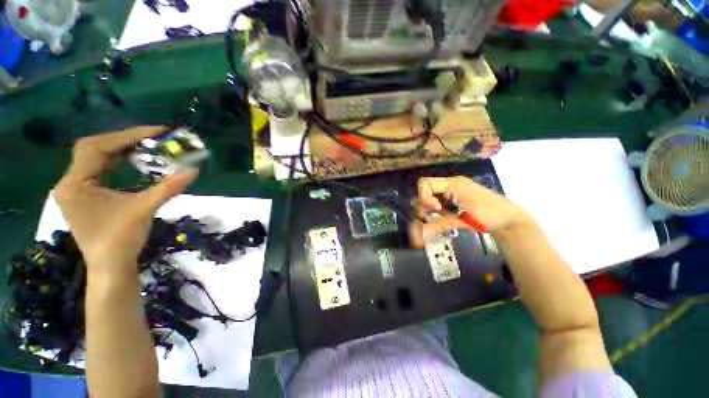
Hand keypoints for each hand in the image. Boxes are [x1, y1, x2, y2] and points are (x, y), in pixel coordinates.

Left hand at [54, 127, 197, 276]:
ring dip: (119, 149)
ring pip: (94, 158)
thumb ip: (168, 188)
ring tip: (144, 145)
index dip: (127, 135)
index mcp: (75, 184)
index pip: (97, 147)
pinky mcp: (84, 196)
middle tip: (150, 137)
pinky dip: (115, 161)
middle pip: (93, 148)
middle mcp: (69, 182)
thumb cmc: (121, 240)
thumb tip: (194, 171)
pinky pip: (98, 169)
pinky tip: (130, 161)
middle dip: (123, 139)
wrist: (110, 267)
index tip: (156, 131)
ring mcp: (75, 189)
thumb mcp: (144, 210)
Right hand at [409, 176, 530, 247]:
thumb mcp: (463, 219)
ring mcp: (453, 192)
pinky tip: (445, 219)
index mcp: (453, 184)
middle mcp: (451, 185)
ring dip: (429, 210)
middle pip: (425, 191)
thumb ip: (440, 224)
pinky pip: (439, 203)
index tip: (435, 209)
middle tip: (431, 218)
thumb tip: (419, 235)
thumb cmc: (489, 216)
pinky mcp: (456, 200)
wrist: (510, 220)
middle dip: (424, 206)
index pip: (425, 183)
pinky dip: (437, 212)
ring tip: (437, 220)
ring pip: (430, 198)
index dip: (424, 197)